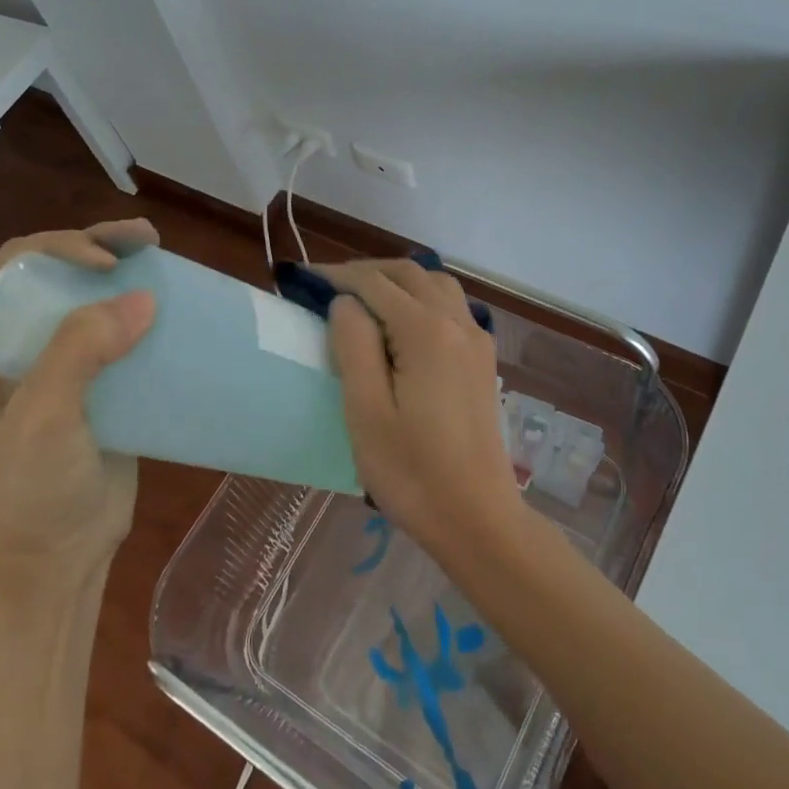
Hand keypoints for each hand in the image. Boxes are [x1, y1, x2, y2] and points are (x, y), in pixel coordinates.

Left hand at [0, 220, 158, 563]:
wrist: (58, 559)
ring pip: (91, 298)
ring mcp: (59, 364)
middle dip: (98, 244)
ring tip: (162, 257)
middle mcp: (16, 344)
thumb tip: (143, 298)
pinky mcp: (101, 385)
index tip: (107, 263)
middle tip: (146, 240)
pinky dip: (145, 314)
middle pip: (56, 271)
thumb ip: (78, 353)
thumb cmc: (32, 490)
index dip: (60, 248)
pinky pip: (120, 335)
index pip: (15, 267)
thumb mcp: (43, 418)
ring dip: (125, 271)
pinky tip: (173, 308)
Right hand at [323, 261, 521, 558]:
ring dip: (399, 281)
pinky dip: (423, 298)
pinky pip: (452, 307)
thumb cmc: (411, 471)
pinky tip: (403, 325)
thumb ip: (354, 345)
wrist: (477, 517)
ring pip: (436, 285)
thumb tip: (346, 303)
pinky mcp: (483, 360)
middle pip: (410, 274)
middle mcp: (458, 323)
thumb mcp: (366, 411)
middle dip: (368, 272)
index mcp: (426, 332)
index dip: (337, 276)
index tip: (305, 280)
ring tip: (364, 301)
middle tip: (330, 287)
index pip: (375, 284)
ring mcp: (476, 340)